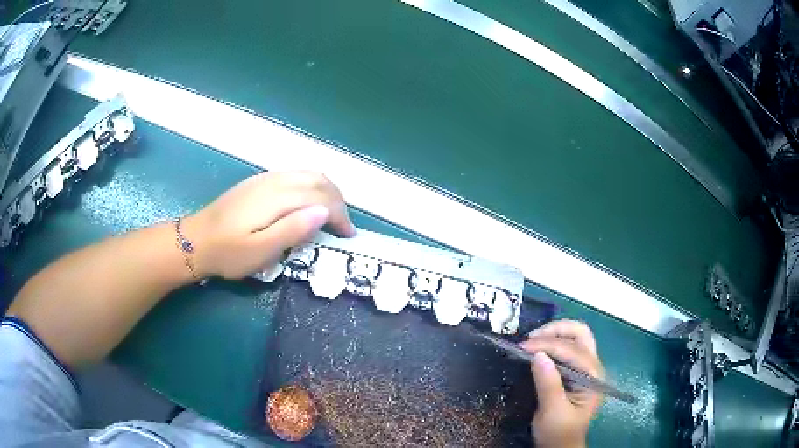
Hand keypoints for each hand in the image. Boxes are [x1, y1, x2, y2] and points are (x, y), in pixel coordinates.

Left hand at [184, 171, 355, 279]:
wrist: (195, 240)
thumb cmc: (228, 252)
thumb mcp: (261, 251)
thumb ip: (293, 230)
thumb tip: (324, 212)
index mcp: (278, 197)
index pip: (322, 197)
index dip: (340, 215)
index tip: (348, 236)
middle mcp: (275, 180)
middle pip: (319, 180)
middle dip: (338, 201)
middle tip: (343, 226)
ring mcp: (266, 178)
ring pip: (308, 174)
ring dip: (327, 191)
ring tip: (332, 214)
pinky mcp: (259, 182)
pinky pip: (295, 175)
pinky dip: (312, 186)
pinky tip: (308, 203)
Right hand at [520, 320, 603, 447]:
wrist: (560, 446)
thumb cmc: (559, 433)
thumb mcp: (553, 412)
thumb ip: (548, 384)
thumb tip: (538, 355)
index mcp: (593, 377)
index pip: (573, 351)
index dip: (548, 345)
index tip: (523, 347)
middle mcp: (592, 367)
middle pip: (581, 334)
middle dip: (557, 330)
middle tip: (532, 338)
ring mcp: (585, 368)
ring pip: (575, 338)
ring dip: (554, 334)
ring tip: (532, 340)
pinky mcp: (574, 371)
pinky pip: (567, 348)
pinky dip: (552, 343)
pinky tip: (538, 348)